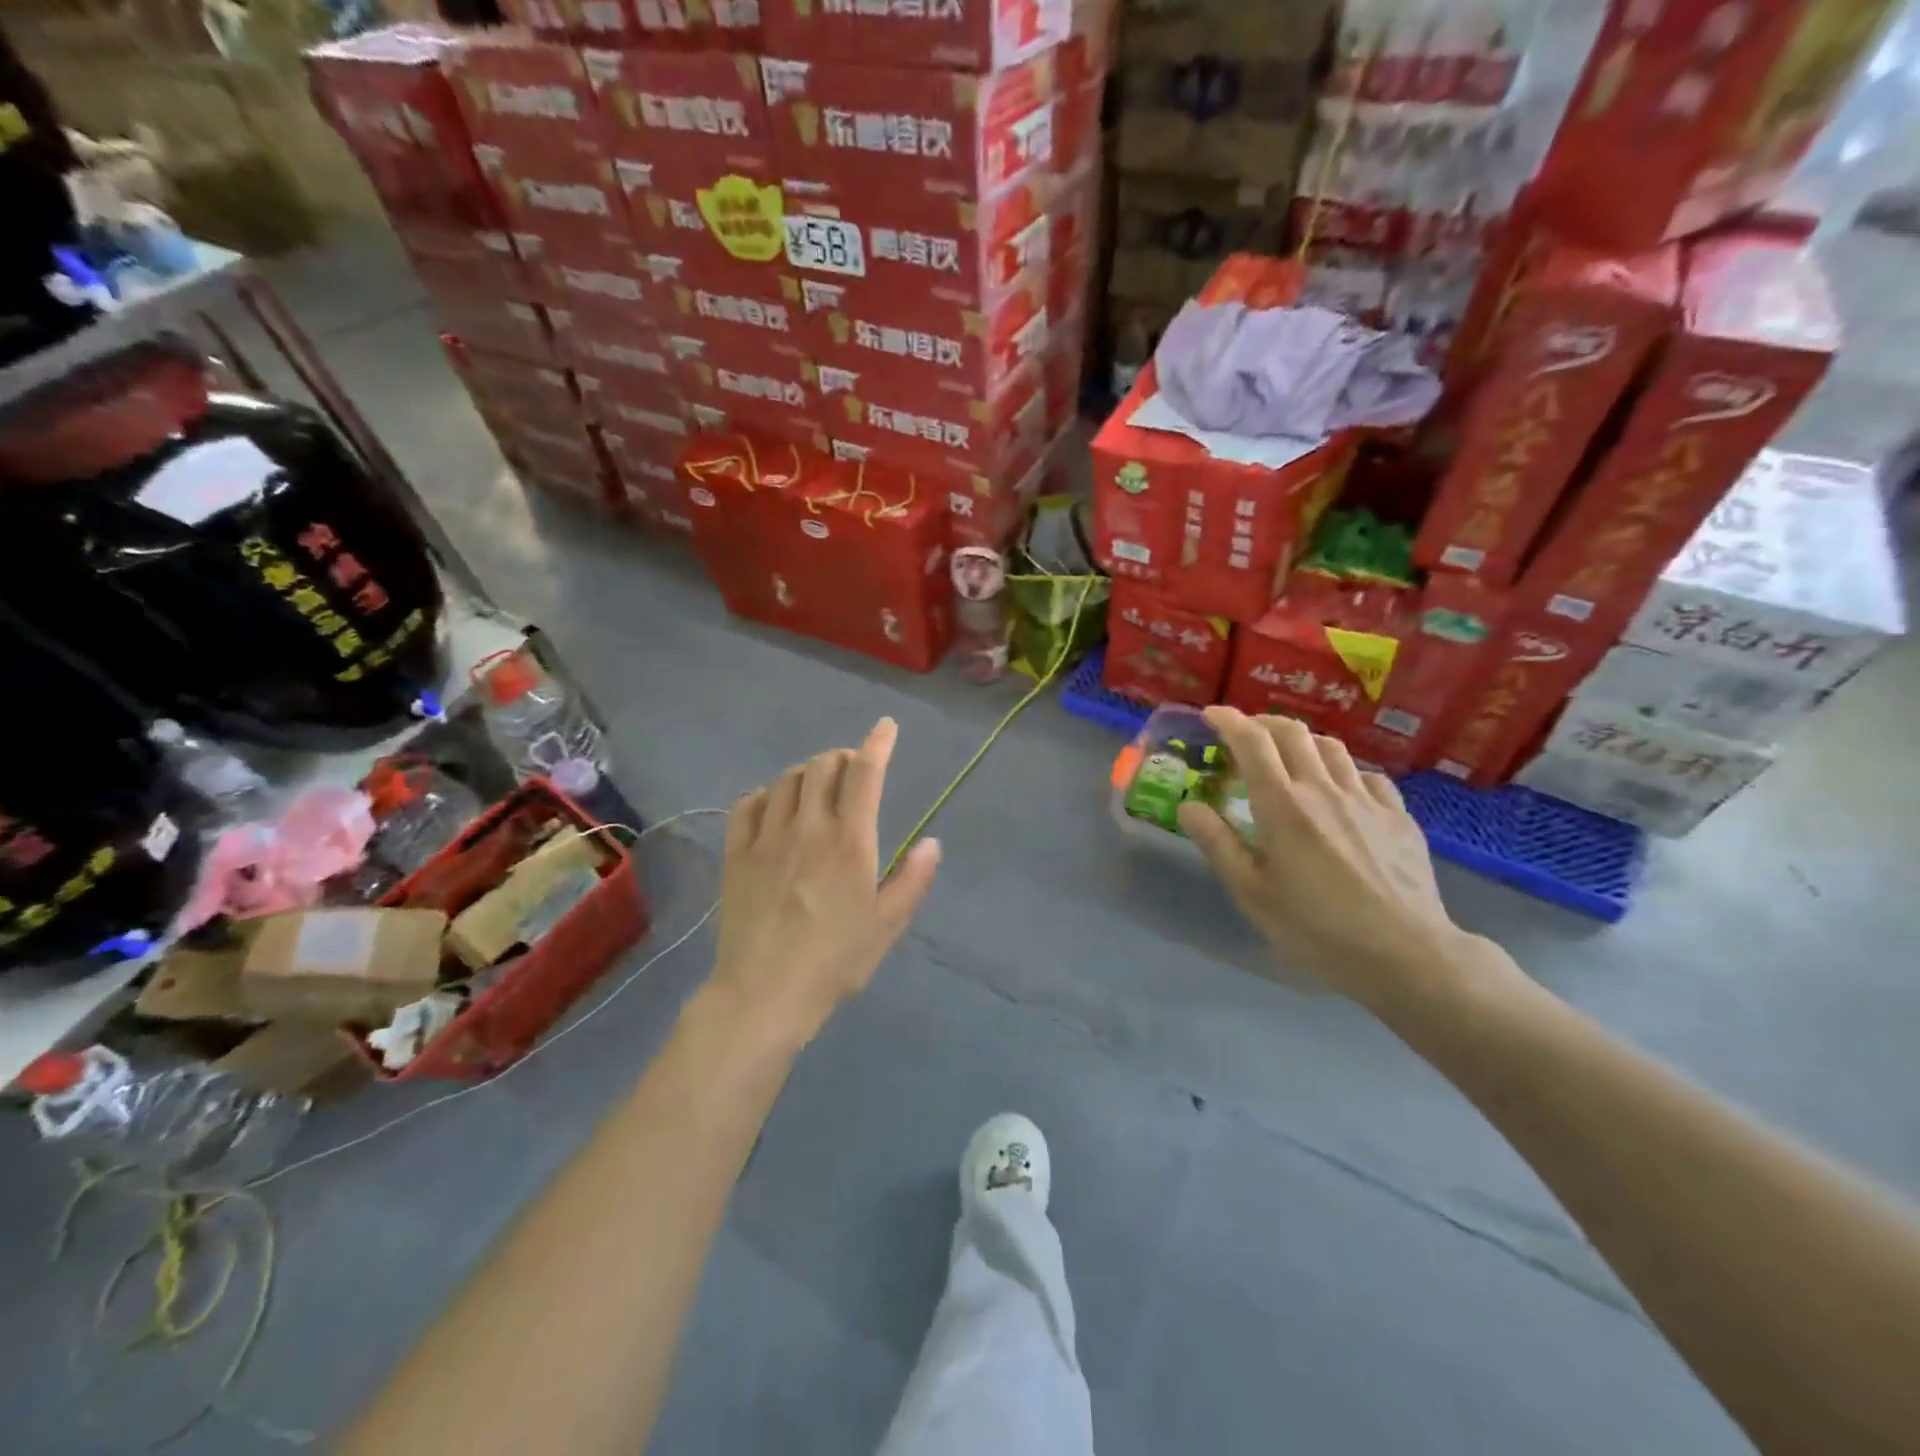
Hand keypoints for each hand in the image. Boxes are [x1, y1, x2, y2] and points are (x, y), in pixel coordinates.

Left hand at [709, 718, 940, 1045]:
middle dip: (842, 758)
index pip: (865, 774)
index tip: (886, 727)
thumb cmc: (835, 960)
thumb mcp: (887, 925)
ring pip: (786, 780)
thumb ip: (913, 879)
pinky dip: (766, 795)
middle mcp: (808, 827)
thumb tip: (931, 842)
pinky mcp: (736, 853)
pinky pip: (747, 804)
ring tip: (817, 788)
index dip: (878, 744)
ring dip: (807, 773)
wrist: (765, 993)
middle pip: (822, 766)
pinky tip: (774, 807)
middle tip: (852, 772)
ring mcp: (767, 837)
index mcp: (850, 841)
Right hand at [1177, 707, 1464, 1008]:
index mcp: (1283, 806)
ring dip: (1303, 741)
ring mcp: (1366, 799)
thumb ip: (1218, 844)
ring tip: (1290, 755)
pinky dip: (1343, 770)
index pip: (1252, 743)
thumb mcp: (1252, 893)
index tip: (1212, 714)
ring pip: (1332, 747)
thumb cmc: (1316, 928)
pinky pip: (1367, 775)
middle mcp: (1323, 789)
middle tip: (1246, 733)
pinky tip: (1341, 789)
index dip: (1229, 721)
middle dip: (1263, 722)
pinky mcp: (1397, 816)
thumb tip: (1189, 805)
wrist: (1405, 954)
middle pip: (1293, 733)